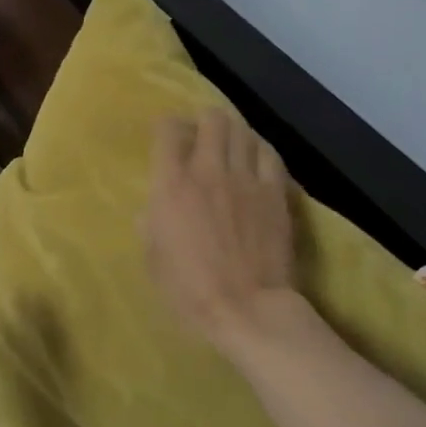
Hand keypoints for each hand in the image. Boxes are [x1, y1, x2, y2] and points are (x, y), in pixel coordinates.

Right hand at [143, 111, 298, 344]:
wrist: (246, 307)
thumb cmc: (189, 289)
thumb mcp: (152, 257)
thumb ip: (150, 223)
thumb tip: (153, 208)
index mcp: (171, 185)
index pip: (168, 131)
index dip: (167, 126)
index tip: (167, 134)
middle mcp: (208, 170)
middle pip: (211, 120)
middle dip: (204, 119)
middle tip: (201, 133)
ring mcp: (246, 179)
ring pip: (242, 131)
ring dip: (232, 131)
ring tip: (229, 143)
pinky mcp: (275, 192)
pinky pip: (269, 154)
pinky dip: (259, 149)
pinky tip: (255, 157)